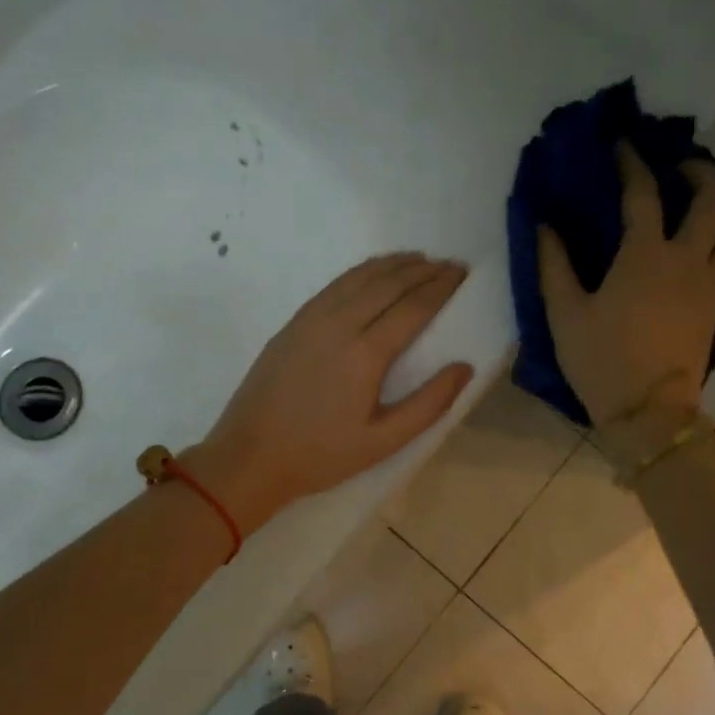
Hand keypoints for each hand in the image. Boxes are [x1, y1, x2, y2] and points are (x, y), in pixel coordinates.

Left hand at [186, 253, 474, 532]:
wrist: (250, 456)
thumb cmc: (321, 455)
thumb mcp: (383, 442)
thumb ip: (429, 404)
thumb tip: (464, 367)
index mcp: (365, 354)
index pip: (413, 306)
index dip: (441, 287)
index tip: (462, 273)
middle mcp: (339, 324)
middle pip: (389, 284)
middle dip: (423, 270)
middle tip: (450, 264)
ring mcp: (311, 319)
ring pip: (360, 277)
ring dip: (393, 264)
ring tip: (419, 259)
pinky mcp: (294, 322)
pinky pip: (336, 284)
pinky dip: (362, 271)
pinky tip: (374, 271)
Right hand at [538, 142, 714, 430]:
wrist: (651, 412)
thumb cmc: (601, 360)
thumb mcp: (564, 313)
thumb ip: (553, 264)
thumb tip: (544, 225)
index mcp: (645, 255)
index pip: (643, 193)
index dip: (632, 162)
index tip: (623, 143)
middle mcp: (687, 259)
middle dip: (701, 170)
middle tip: (677, 166)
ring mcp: (709, 283)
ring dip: (712, 211)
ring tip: (688, 211)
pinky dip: (711, 243)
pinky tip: (688, 255)